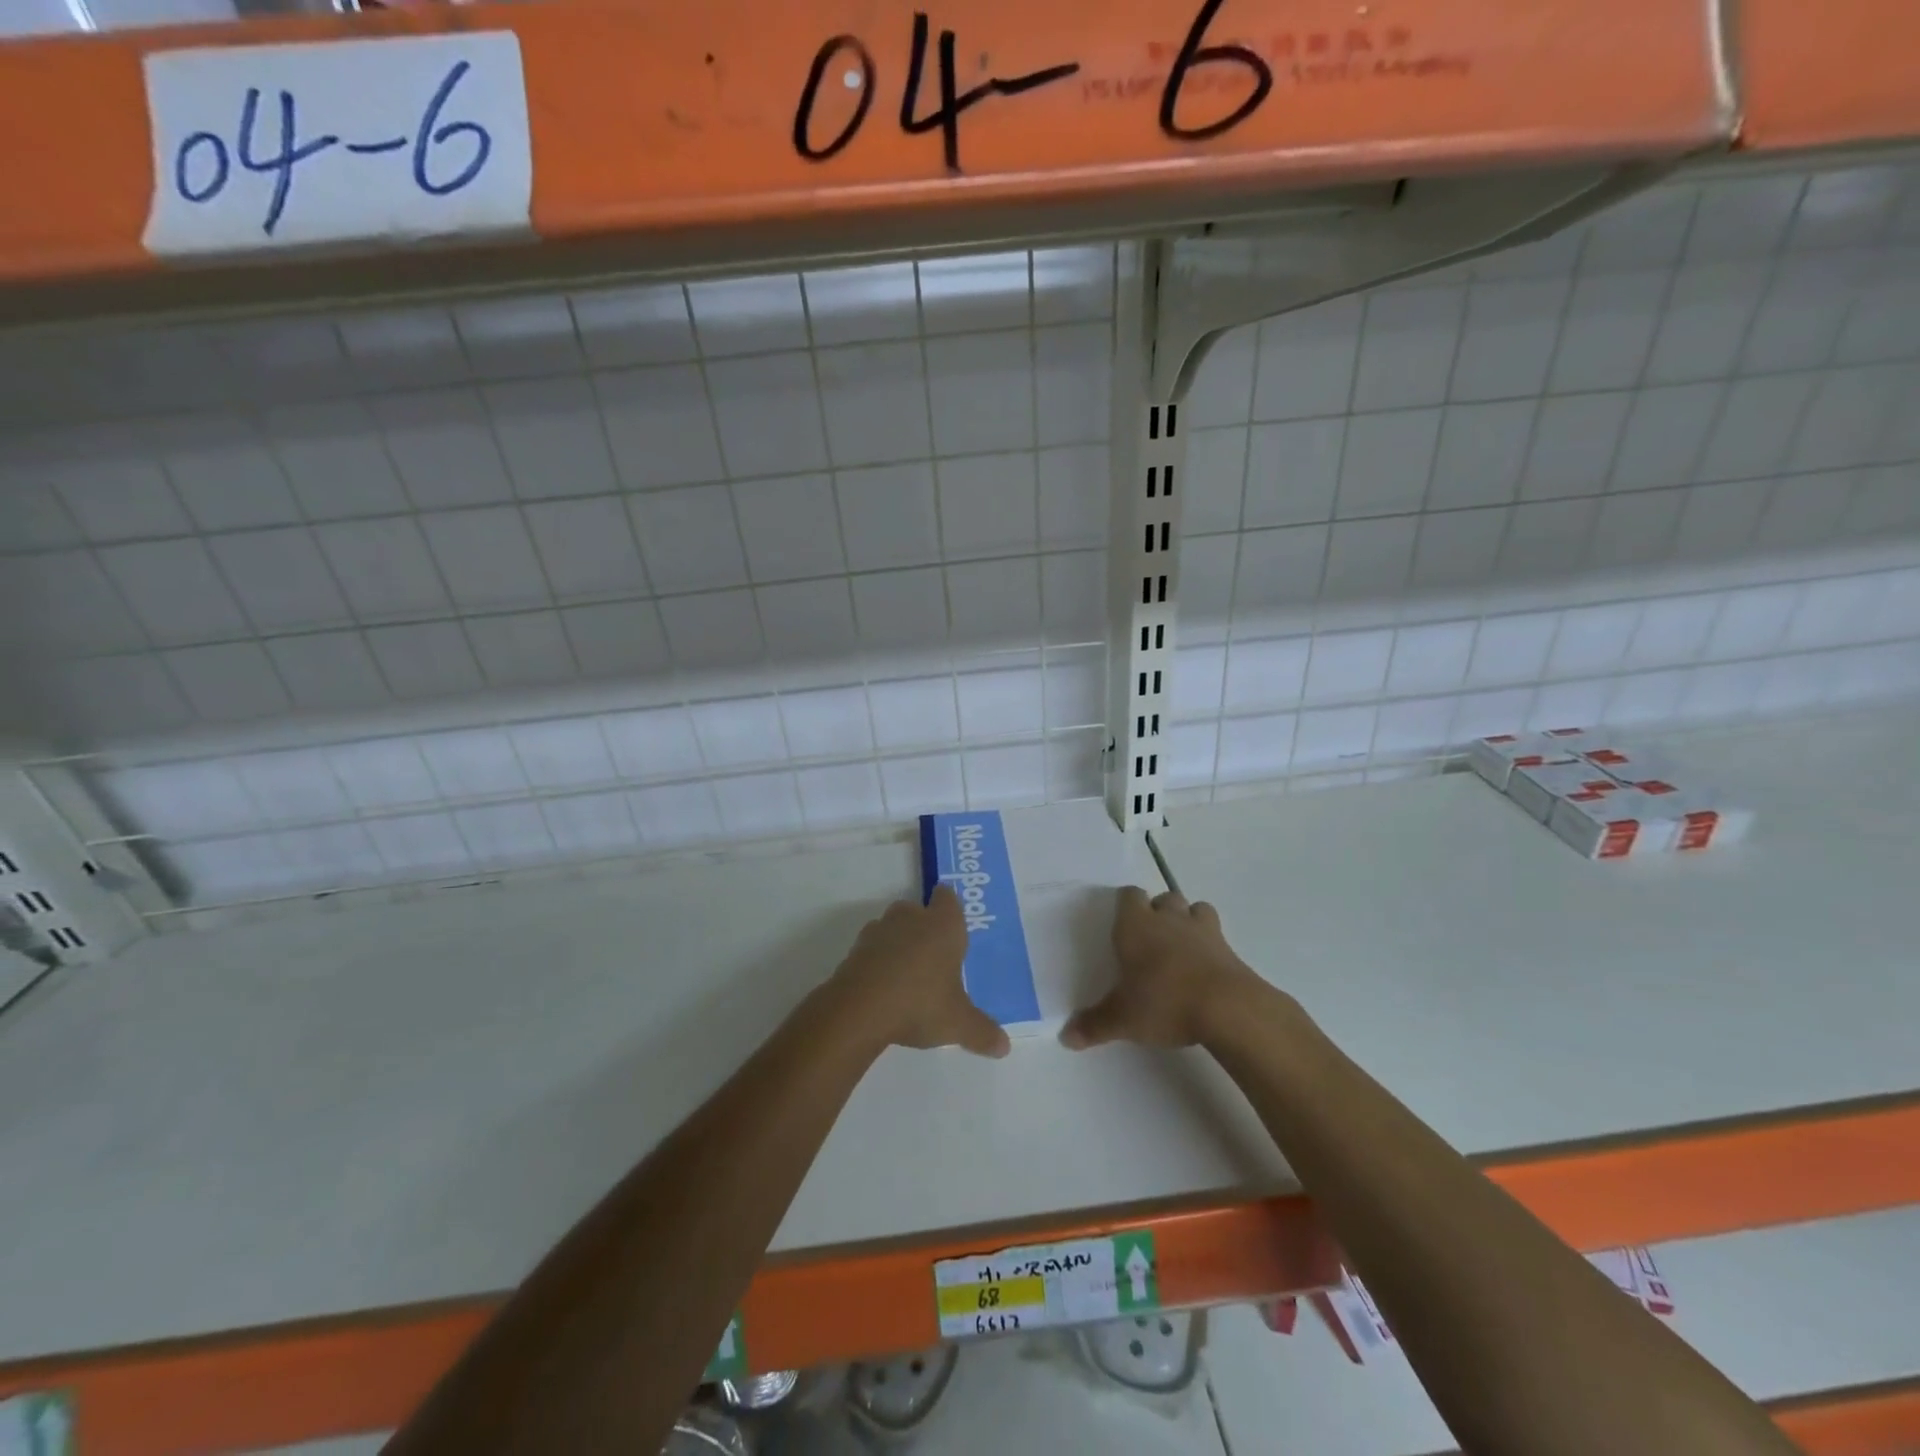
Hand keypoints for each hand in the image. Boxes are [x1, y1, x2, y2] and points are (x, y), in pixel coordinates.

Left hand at [829, 886, 1010, 1058]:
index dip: (949, 907)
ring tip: (908, 975)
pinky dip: (878, 961)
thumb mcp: (958, 1023)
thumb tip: (1004, 1047)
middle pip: (918, 910)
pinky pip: (872, 949)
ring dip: (899, 943)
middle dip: (925, 929)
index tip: (953, 924)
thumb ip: (982, 1032)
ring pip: (893, 927)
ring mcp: (879, 931)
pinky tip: (884, 987)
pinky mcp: (855, 949)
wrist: (859, 1010)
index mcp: (943, 925)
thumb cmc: (920, 1003)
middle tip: (935, 958)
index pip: (948, 897)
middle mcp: (911, 918)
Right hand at [1060, 887, 1264, 1049]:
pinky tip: (1204, 966)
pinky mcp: (1228, 947)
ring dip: (1187, 920)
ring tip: (1180, 945)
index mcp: (1135, 926)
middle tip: (1150, 939)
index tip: (1121, 923)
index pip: (1128, 895)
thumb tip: (1066, 1037)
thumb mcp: (1122, 1019)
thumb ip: (1094, 1025)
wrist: (1227, 1008)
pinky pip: (1216, 933)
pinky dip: (1210, 943)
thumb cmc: (1164, 1002)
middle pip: (1163, 898)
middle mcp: (1167, 919)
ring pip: (1193, 908)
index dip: (1125, 905)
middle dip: (1157, 911)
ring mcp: (1201, 930)